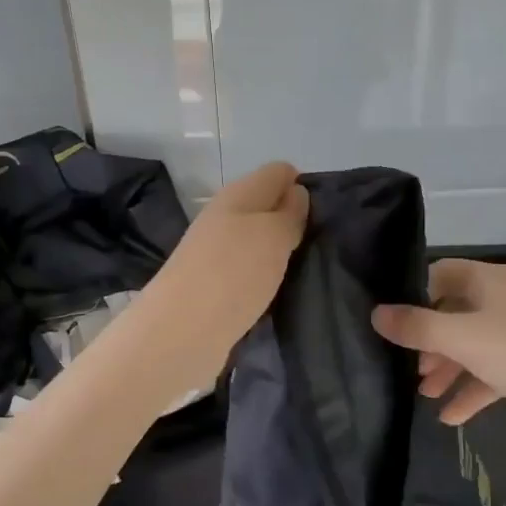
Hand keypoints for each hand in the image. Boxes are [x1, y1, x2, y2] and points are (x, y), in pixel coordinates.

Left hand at [136, 162, 308, 396]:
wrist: (180, 332)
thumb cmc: (233, 273)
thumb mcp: (273, 235)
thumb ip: (289, 213)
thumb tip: (296, 192)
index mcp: (238, 195)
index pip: (278, 172)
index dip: (302, 186)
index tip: (325, 215)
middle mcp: (224, 218)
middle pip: (265, 207)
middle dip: (293, 221)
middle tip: (321, 246)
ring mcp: (215, 253)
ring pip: (256, 241)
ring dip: (278, 253)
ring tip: (306, 271)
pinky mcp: (212, 287)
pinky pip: (247, 271)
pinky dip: (263, 278)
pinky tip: (279, 293)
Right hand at [371, 259, 505, 462]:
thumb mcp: (464, 338)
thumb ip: (417, 327)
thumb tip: (376, 313)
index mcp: (491, 281)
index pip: (441, 274)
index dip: (413, 294)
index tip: (389, 321)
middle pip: (454, 312)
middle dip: (428, 339)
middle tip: (403, 365)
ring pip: (473, 346)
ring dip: (447, 368)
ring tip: (423, 394)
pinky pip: (493, 374)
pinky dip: (472, 391)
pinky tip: (450, 418)